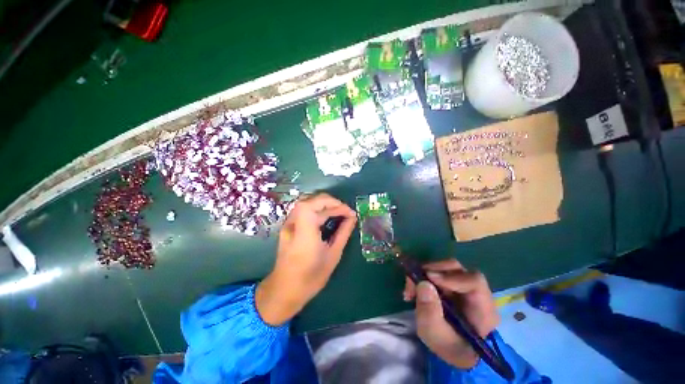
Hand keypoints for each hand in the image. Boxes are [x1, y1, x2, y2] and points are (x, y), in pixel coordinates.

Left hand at [256, 193, 356, 325]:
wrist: (285, 290)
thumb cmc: (311, 277)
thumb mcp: (333, 255)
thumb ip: (343, 233)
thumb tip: (353, 218)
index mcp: (304, 232)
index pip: (314, 204)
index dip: (333, 203)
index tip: (349, 212)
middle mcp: (293, 224)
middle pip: (311, 201)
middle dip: (331, 202)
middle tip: (346, 211)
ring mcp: (288, 224)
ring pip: (307, 203)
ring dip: (324, 204)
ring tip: (339, 212)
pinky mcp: (289, 227)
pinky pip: (304, 211)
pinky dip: (318, 209)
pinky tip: (327, 217)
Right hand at [403, 259, 499, 368]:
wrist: (451, 350)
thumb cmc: (448, 347)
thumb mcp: (435, 335)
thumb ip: (430, 313)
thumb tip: (424, 283)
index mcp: (484, 310)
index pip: (474, 282)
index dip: (451, 277)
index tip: (428, 278)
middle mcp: (477, 294)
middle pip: (458, 269)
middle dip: (433, 271)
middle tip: (413, 281)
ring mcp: (465, 286)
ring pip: (446, 268)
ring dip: (425, 273)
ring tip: (411, 288)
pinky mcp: (453, 284)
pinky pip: (438, 272)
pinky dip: (424, 276)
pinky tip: (414, 289)